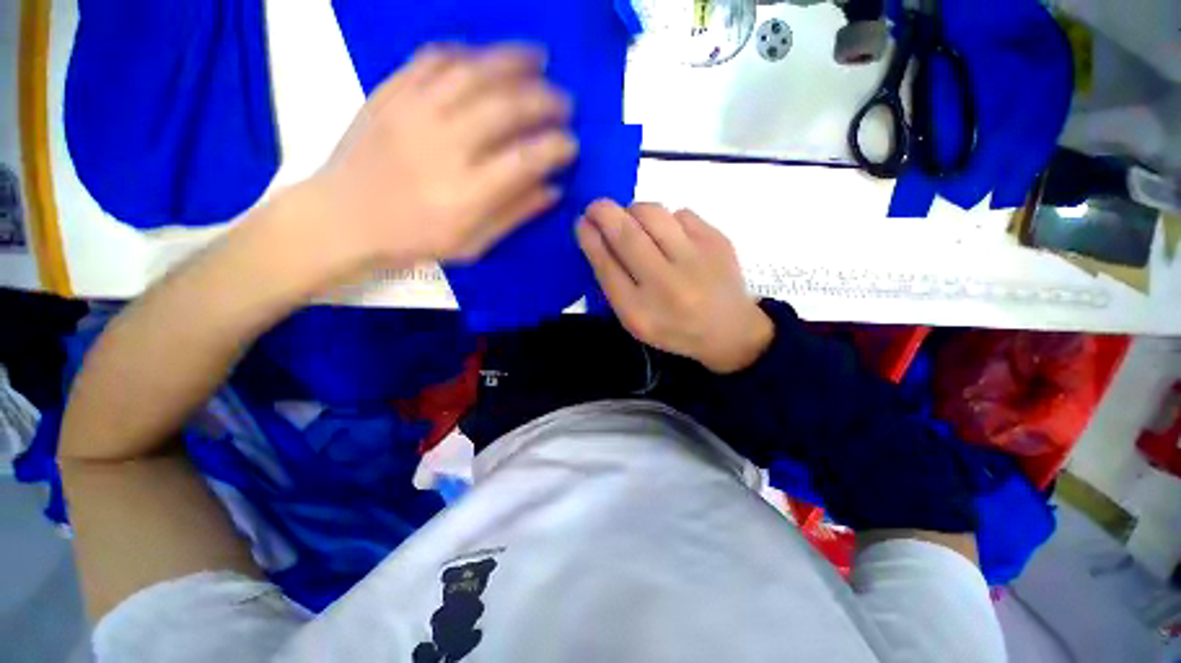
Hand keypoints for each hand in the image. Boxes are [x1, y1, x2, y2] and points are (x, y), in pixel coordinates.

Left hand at [302, 44, 576, 269]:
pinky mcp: (391, 92)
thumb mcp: (472, 243)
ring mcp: (413, 112)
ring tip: (539, 58)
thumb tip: (553, 189)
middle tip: (566, 101)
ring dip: (513, 60)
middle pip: (504, 107)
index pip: (525, 160)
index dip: (556, 148)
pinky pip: (433, 59)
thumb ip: (514, 214)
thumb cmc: (414, 238)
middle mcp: (444, 146)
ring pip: (473, 71)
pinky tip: (484, 55)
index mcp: (466, 193)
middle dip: (544, 100)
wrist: (344, 217)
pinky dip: (466, 52)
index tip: (572, 144)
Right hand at [577, 200, 773, 373]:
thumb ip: (614, 285)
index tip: (581, 222)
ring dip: (634, 211)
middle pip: (627, 235)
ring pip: (653, 213)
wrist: (730, 331)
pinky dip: (667, 219)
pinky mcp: (717, 241)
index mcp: (640, 312)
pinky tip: (670, 236)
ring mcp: (695, 260)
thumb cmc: (674, 328)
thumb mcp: (636, 320)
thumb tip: (596, 238)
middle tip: (596, 207)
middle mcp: (666, 285)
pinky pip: (680, 213)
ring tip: (634, 222)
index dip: (590, 239)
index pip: (606, 266)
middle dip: (604, 213)